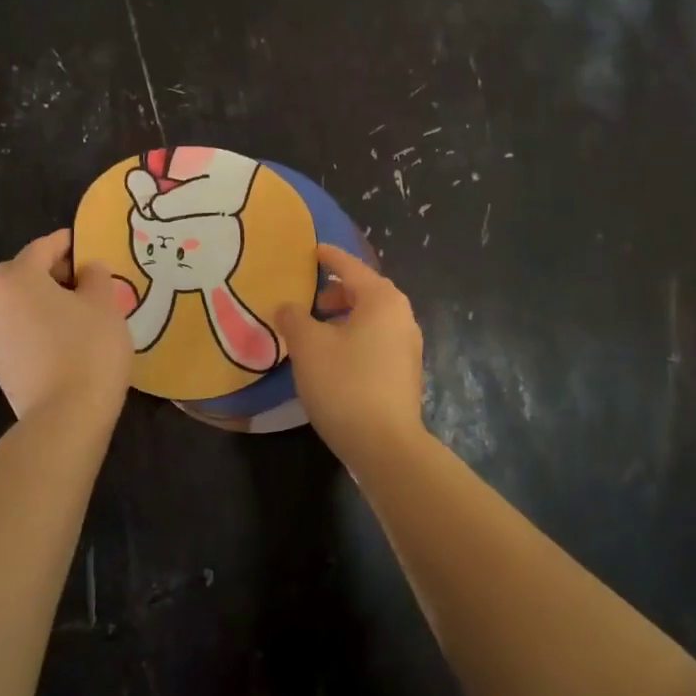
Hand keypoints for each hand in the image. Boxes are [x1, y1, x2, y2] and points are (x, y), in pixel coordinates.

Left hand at [0, 229, 131, 417]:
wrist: (66, 415)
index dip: (68, 243)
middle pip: (22, 274)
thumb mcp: (104, 302)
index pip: (43, 247)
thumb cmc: (88, 347)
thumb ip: (95, 275)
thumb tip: (87, 269)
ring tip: (76, 311)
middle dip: (51, 272)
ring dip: (42, 301)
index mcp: (15, 278)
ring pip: (17, 304)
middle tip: (84, 280)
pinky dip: (36, 326)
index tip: (89, 246)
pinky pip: (17, 331)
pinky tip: (64, 339)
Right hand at [276, 246, 424, 453]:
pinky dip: (354, 337)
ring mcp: (408, 346)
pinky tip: (333, 357)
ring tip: (315, 330)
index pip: (350, 267)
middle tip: (308, 298)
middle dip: (335, 292)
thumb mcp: (308, 346)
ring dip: (344, 318)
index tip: (311, 250)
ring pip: (371, 318)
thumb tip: (287, 307)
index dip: (328, 257)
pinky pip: (376, 340)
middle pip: (365, 291)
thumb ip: (294, 318)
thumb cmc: (344, 383)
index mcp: (382, 299)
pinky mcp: (405, 372)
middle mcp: (401, 316)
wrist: (385, 445)